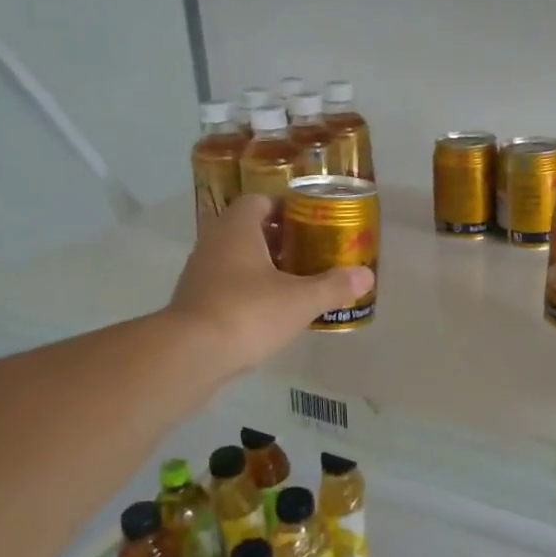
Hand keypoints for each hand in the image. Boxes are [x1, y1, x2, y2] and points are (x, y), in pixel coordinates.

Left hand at [167, 195, 373, 372]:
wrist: (190, 355)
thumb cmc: (247, 312)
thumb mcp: (300, 300)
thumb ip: (333, 286)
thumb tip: (366, 275)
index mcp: (237, 228)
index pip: (259, 201)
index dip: (285, 209)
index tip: (310, 223)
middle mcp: (214, 242)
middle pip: (248, 230)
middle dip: (279, 240)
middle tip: (309, 254)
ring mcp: (199, 273)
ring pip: (235, 259)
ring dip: (262, 267)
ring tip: (294, 284)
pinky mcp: (193, 303)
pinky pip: (225, 286)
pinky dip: (247, 291)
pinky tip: (269, 312)